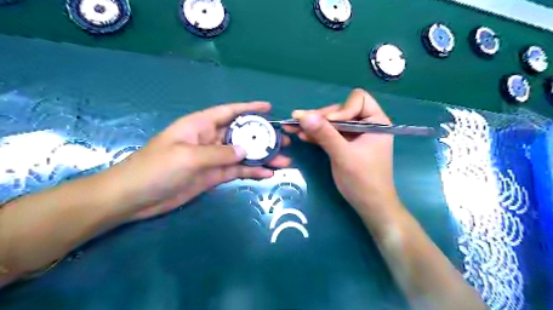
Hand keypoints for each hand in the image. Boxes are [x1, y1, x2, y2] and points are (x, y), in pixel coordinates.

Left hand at [106, 102, 289, 219]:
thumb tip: (246, 151)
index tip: (269, 108)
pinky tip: (267, 174)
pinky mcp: (213, 176)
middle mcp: (209, 139)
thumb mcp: (188, 156)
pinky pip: (237, 171)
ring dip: (262, 157)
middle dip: (263, 137)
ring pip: (243, 155)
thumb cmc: (156, 168)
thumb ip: (219, 153)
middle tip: (284, 141)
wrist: (135, 197)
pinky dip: (252, 172)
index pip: (229, 112)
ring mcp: (213, 159)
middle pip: (241, 135)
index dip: (249, 108)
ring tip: (284, 161)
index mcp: (200, 125)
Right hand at [285, 90, 397, 214]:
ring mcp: (355, 135)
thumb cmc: (363, 181)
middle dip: (321, 117)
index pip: (358, 100)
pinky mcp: (345, 144)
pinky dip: (317, 134)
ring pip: (332, 122)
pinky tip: (302, 135)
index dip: (341, 110)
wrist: (370, 206)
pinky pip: (330, 134)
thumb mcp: (343, 155)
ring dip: (314, 125)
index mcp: (376, 122)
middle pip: (340, 111)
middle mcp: (366, 124)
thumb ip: (324, 134)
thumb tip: (303, 115)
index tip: (328, 124)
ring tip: (293, 126)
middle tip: (298, 121)